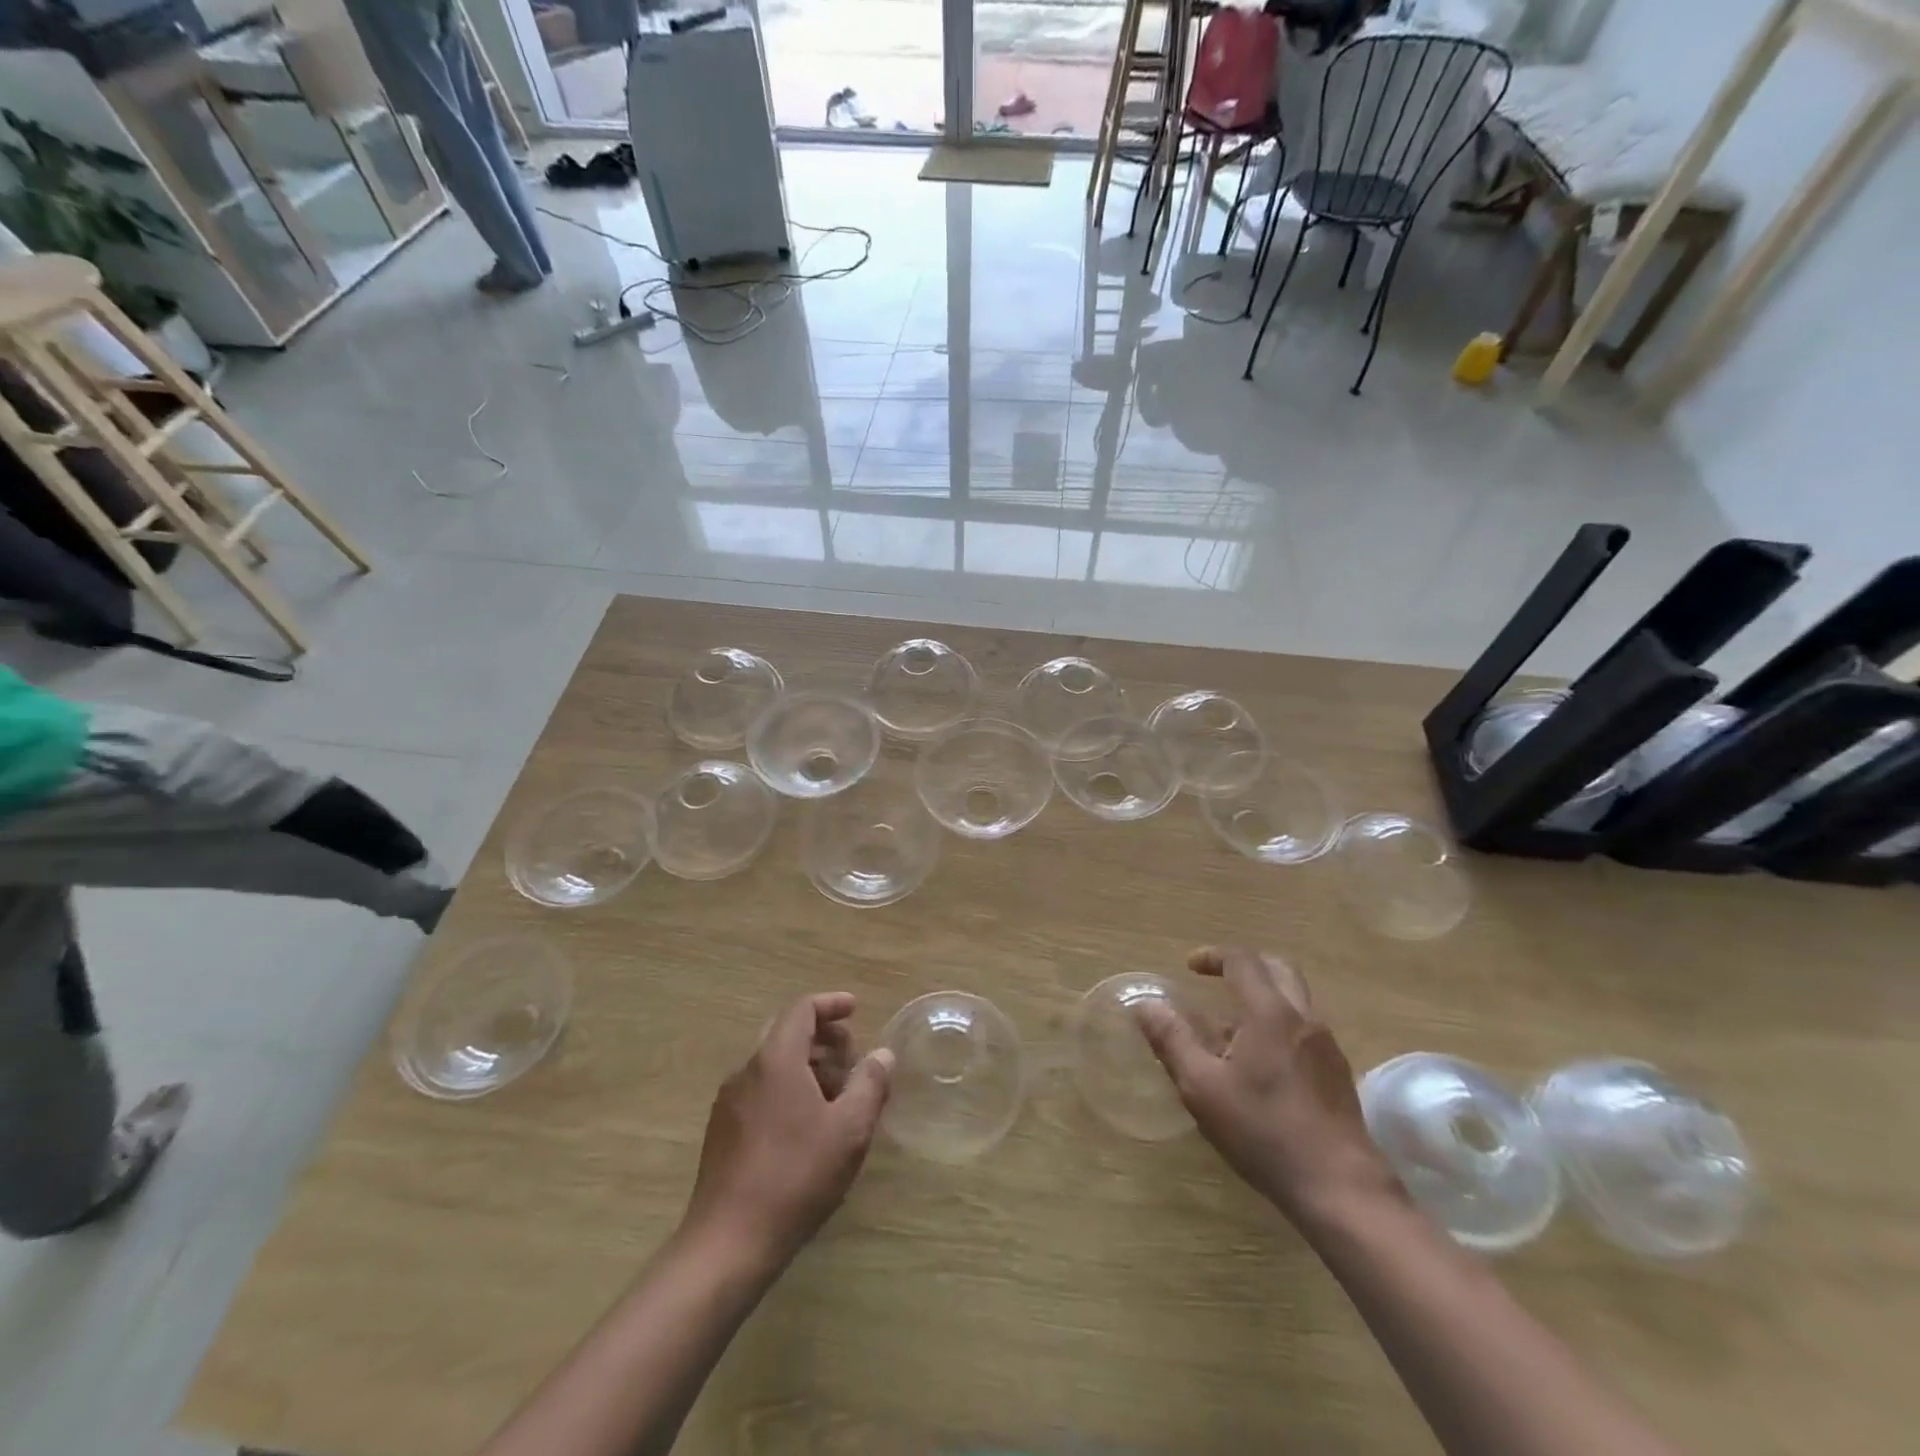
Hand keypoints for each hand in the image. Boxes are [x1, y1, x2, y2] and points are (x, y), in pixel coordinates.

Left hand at [683, 993, 892, 1265]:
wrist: (728, 1242)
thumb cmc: (796, 1176)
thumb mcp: (849, 1129)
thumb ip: (870, 1084)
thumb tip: (882, 1055)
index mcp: (776, 1059)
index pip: (802, 1010)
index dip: (831, 1004)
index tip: (855, 1009)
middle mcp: (747, 1070)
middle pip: (785, 1032)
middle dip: (822, 1036)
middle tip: (852, 1058)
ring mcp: (729, 1101)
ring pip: (772, 1063)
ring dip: (806, 1065)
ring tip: (836, 1095)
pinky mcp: (721, 1131)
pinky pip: (759, 1089)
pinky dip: (787, 1087)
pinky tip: (807, 1124)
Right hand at [1135, 947, 1398, 1227]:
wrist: (1341, 1188)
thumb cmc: (1264, 1132)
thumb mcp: (1202, 1087)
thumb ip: (1172, 1041)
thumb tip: (1146, 1005)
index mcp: (1270, 1013)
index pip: (1243, 962)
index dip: (1214, 956)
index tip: (1190, 966)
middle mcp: (1303, 1019)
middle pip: (1277, 969)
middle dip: (1244, 966)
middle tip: (1216, 980)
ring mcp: (1326, 1046)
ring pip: (1294, 999)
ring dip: (1262, 997)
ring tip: (1230, 1029)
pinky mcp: (1337, 1073)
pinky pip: (1304, 1028)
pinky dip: (1277, 1023)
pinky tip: (1259, 1063)